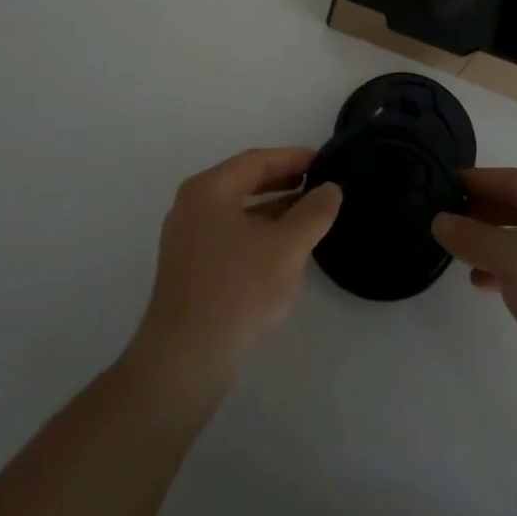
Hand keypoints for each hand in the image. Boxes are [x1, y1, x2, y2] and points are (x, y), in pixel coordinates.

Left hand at [129, 148, 342, 391]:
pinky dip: (258, 231)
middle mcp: (192, 204)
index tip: (324, 161)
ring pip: (237, 210)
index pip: (256, 160)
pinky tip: (282, 248)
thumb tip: (330, 189)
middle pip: (244, 181)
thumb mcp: (286, 248)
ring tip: (309, 214)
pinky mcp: (189, 266)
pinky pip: (229, 233)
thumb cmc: (238, 289)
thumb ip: (313, 213)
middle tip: (319, 183)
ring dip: (273, 209)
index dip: (293, 158)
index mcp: (209, 189)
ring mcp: (186, 236)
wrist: (186, 357)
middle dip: (283, 181)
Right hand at [432, 168, 516, 417]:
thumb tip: (439, 221)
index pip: (512, 179)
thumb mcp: (512, 257)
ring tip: (460, 256)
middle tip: (445, 221)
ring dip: (494, 245)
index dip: (476, 182)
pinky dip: (511, 271)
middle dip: (483, 215)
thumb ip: (471, 236)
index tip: (442, 186)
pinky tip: (487, 284)